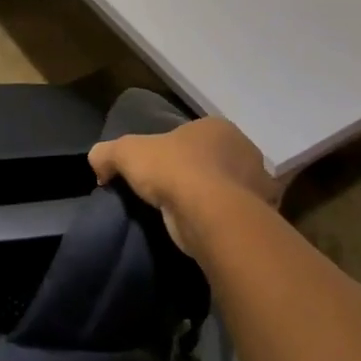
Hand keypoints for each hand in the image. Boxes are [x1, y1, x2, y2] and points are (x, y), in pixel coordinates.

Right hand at [88, 118, 278, 258]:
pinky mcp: (262, 217)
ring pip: (229, 190)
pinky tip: (207, 233)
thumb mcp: (126, 152)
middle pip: (213, 161)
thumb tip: (98, 164)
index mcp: (216, 127)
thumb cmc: (173, 171)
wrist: (211, 215)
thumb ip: (107, 153)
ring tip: (188, 218)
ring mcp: (258, 184)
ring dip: (213, 200)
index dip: (173, 152)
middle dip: (196, 174)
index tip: (156, 172)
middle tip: (171, 194)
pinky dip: (225, 223)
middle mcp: (244, 149)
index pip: (191, 136)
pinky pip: (238, 218)